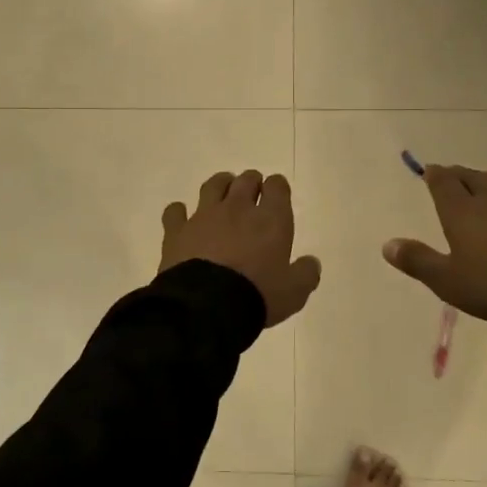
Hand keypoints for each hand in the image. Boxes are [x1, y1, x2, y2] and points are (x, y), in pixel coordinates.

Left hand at [161, 171, 322, 326]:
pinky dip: (179, 212)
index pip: (277, 186)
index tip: (277, 196)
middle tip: (252, 195)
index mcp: (270, 219)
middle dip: (251, 183)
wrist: (207, 306)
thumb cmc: (257, 295)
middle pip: (246, 179)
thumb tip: (311, 263)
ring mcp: (204, 216)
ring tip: (222, 194)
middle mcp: (237, 208)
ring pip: (213, 185)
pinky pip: (175, 211)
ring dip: (220, 185)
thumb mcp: (294, 292)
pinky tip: (182, 219)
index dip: (277, 188)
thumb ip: (305, 274)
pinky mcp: (177, 230)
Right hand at [383, 164, 486, 321]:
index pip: (445, 184)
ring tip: (486, 185)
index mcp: (463, 212)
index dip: (436, 176)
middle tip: (454, 175)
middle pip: (474, 178)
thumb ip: (418, 261)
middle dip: (461, 175)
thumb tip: (387, 244)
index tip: (430, 170)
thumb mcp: (448, 281)